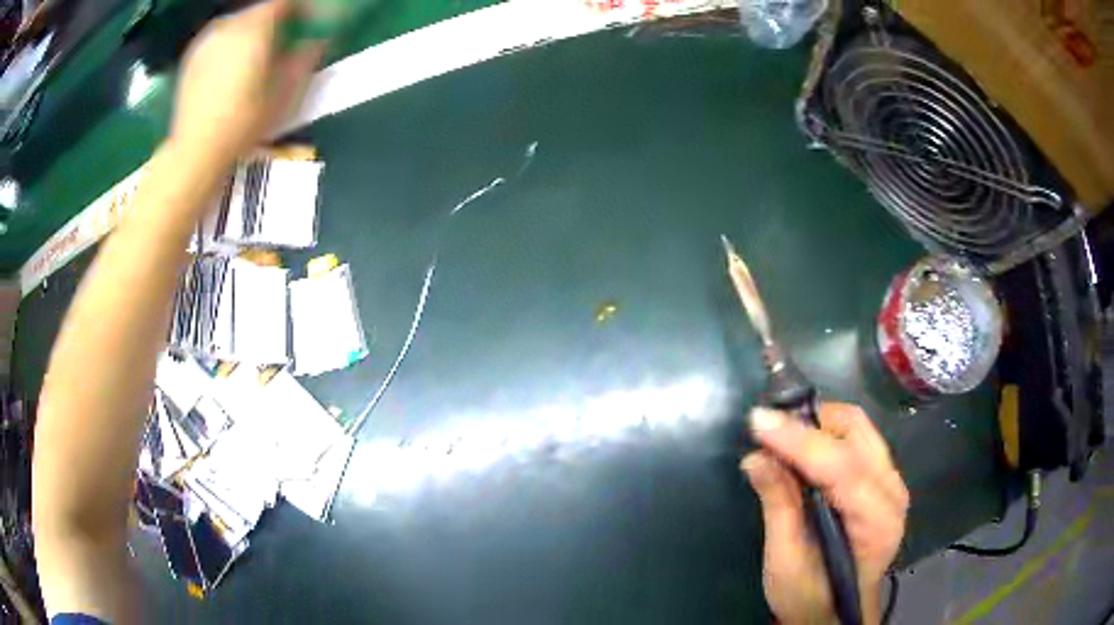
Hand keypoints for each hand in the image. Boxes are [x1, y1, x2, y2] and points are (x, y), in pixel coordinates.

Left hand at [170, 0, 324, 166]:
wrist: (195, 151)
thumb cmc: (244, 122)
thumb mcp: (285, 92)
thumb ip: (305, 58)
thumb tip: (318, 41)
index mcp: (256, 27)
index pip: (285, 3)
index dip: (302, 9)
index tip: (311, 21)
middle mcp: (230, 25)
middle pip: (260, 10)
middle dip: (276, 19)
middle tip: (286, 37)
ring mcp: (207, 40)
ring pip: (238, 22)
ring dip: (252, 30)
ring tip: (258, 51)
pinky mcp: (192, 57)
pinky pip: (220, 37)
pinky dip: (231, 42)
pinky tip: (233, 63)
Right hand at [741, 403, 907, 624]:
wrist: (835, 614)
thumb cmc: (809, 597)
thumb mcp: (785, 561)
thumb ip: (778, 505)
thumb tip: (755, 458)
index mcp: (875, 520)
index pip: (840, 465)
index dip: (798, 440)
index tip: (757, 422)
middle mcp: (892, 490)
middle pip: (855, 430)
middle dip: (808, 422)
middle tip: (767, 431)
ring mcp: (891, 480)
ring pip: (857, 427)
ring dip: (816, 424)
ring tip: (779, 439)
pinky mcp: (881, 478)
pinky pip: (856, 439)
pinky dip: (825, 435)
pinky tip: (800, 451)